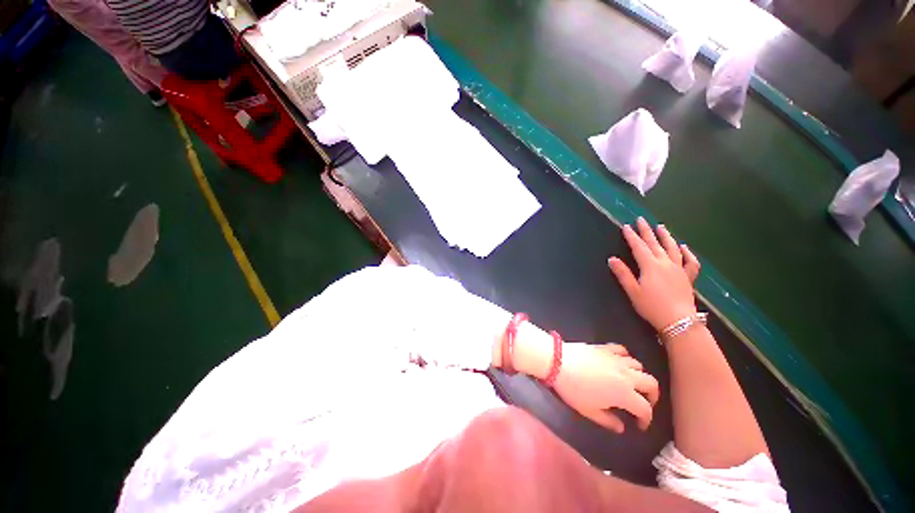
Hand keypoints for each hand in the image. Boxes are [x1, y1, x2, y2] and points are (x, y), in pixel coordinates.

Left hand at [553, 342, 658, 432]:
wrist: (558, 362)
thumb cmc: (573, 389)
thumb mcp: (589, 411)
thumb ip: (608, 421)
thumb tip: (622, 427)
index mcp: (625, 394)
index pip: (645, 409)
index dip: (646, 420)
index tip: (639, 425)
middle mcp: (627, 375)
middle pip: (651, 384)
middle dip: (652, 396)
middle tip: (643, 403)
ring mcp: (616, 358)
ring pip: (639, 366)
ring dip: (639, 376)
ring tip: (631, 383)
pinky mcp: (605, 347)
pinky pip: (623, 350)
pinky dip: (626, 357)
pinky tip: (619, 362)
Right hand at [607, 218, 700, 331]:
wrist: (678, 321)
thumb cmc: (651, 306)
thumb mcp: (632, 291)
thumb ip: (622, 273)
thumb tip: (612, 259)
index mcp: (650, 266)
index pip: (639, 247)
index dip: (631, 236)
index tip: (626, 226)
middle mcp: (665, 263)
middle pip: (654, 244)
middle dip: (646, 231)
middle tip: (641, 219)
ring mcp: (678, 269)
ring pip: (672, 248)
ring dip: (666, 236)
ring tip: (661, 226)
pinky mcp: (687, 277)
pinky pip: (690, 262)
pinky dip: (688, 253)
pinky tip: (684, 247)